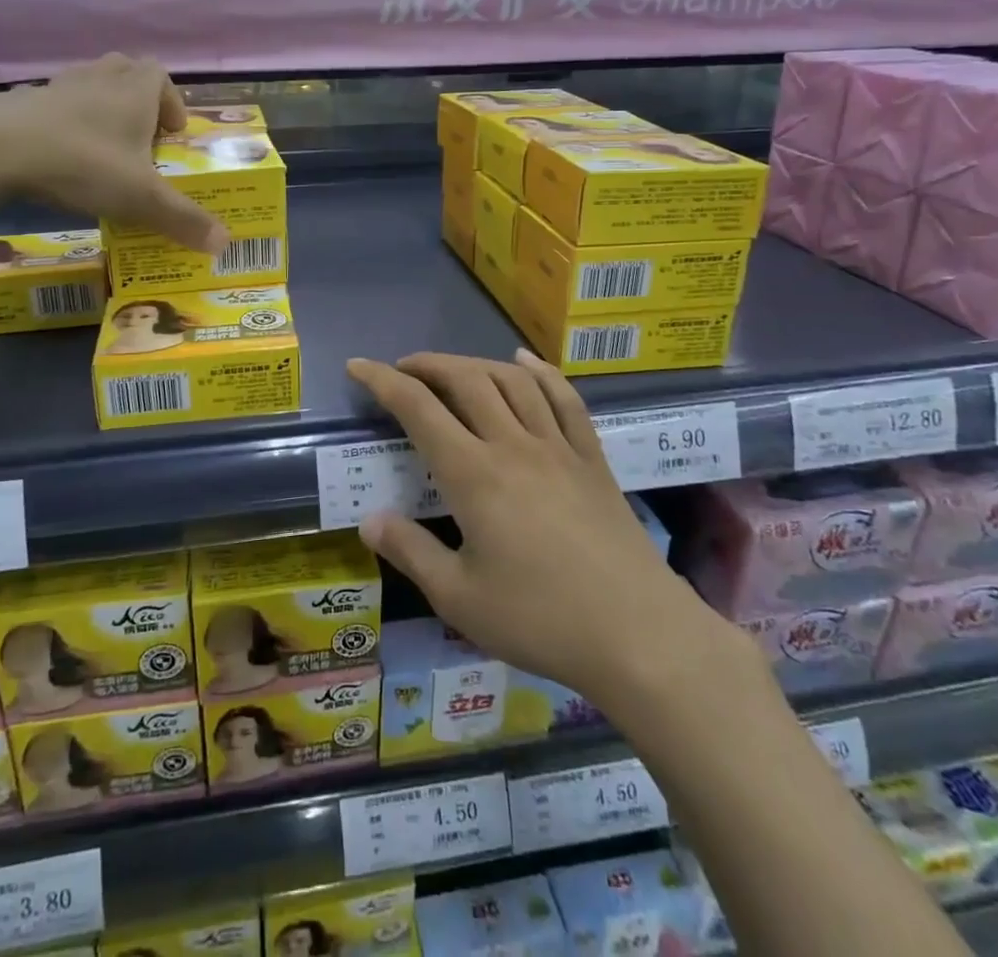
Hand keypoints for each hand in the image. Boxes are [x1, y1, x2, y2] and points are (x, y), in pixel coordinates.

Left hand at [0, 54, 227, 251]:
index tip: (173, 135)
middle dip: (138, 101)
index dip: (172, 102)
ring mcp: (57, 86)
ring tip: (103, 148)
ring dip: (101, 109)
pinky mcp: (22, 101)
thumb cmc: (84, 163)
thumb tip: (225, 244)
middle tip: (141, 138)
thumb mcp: (142, 198)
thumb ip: (184, 219)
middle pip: (126, 72)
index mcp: (134, 90)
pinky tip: (59, 156)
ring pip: (89, 85)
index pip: (161, 76)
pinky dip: (63, 123)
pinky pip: (53, 105)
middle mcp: (99, 78)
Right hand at [347, 350, 745, 713]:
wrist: (639, 635)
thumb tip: (369, 521)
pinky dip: (540, 373)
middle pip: (466, 380)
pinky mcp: (591, 458)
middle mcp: (513, 444)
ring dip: (476, 363)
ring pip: (512, 381)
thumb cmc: (541, 620)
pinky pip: (564, 399)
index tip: (358, 366)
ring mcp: (557, 446)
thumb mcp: (459, 598)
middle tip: (403, 369)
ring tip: (453, 368)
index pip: (418, 408)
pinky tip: (525, 362)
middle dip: (428, 364)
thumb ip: (410, 552)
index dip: (383, 381)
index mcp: (473, 474)